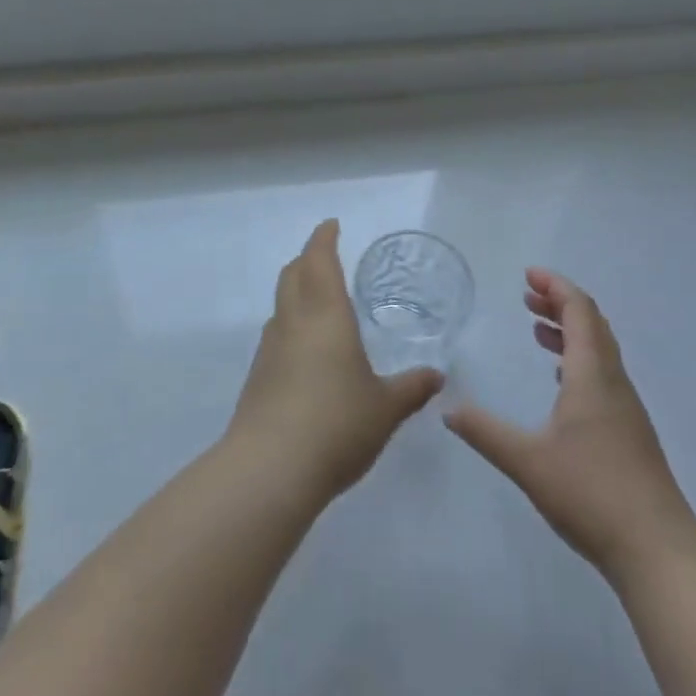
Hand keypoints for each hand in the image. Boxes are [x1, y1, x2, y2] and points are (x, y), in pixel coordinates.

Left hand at [226, 220, 443, 502]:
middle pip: (293, 275)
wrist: (270, 469)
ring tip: (319, 303)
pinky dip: (291, 327)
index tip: (331, 225)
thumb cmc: (337, 423)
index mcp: (326, 315)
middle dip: (307, 259)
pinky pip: (276, 337)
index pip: (319, 260)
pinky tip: (307, 353)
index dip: (324, 239)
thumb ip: (411, 388)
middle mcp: (293, 323)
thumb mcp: (386, 407)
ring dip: (296, 293)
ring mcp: (270, 350)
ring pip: (281, 306)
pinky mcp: (257, 378)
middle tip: (325, 257)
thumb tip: (437, 376)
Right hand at [445, 269, 695, 582]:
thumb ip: (485, 432)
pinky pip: (602, 374)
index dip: (556, 287)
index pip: (579, 311)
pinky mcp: (629, 432)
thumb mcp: (527, 461)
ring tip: (537, 330)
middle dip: (560, 303)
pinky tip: (561, 381)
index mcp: (593, 376)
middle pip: (592, 325)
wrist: (658, 550)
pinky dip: (578, 360)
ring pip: (599, 350)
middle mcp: (613, 382)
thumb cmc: (592, 494)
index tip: (528, 275)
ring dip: (570, 331)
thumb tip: (448, 409)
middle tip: (527, 296)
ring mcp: (626, 408)